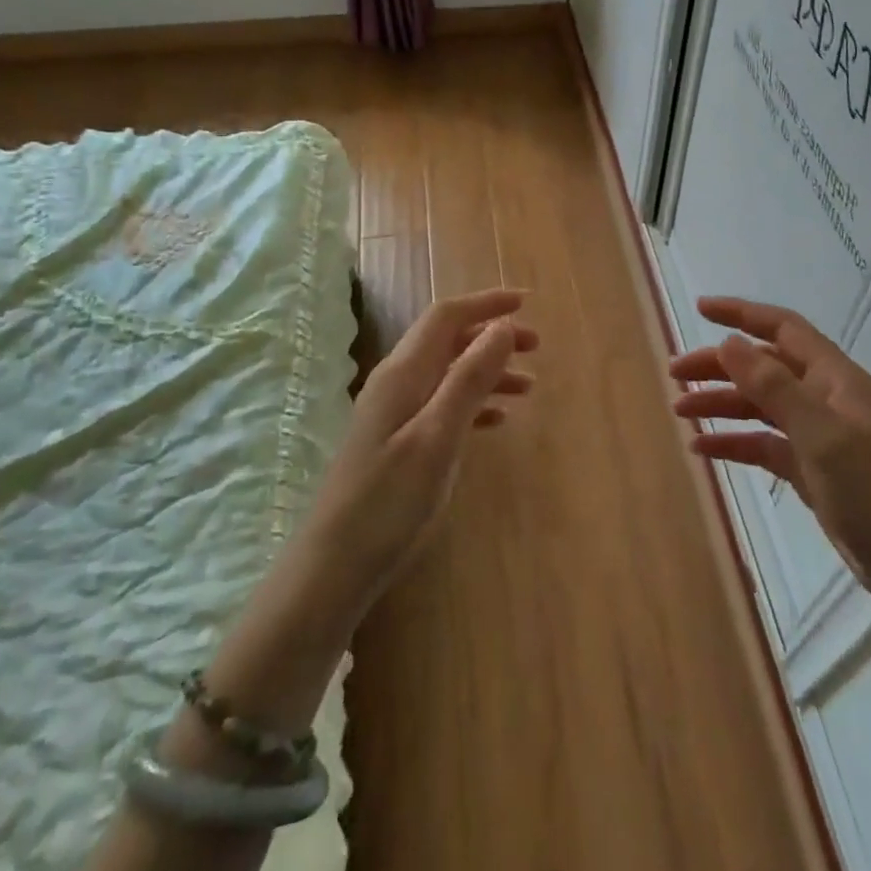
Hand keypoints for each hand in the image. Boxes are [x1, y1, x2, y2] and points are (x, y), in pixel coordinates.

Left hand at [303, 288, 537, 606]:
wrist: (334, 567)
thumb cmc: (389, 501)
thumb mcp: (438, 437)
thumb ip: (469, 379)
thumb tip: (503, 327)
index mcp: (404, 373)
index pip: (446, 316)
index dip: (485, 303)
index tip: (526, 303)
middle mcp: (397, 382)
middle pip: (449, 340)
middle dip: (493, 336)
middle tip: (536, 347)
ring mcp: (394, 412)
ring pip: (448, 372)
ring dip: (488, 370)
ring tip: (528, 387)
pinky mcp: (397, 440)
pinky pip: (442, 403)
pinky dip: (474, 401)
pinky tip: (497, 420)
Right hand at [671, 296, 870, 610]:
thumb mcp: (823, 437)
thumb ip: (775, 388)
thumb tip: (730, 341)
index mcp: (835, 379)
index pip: (783, 329)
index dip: (742, 314)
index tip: (700, 309)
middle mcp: (826, 399)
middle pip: (764, 367)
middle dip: (720, 365)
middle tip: (675, 372)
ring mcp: (819, 437)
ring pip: (760, 407)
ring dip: (722, 404)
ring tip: (680, 409)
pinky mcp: (813, 472)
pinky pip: (765, 446)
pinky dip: (735, 443)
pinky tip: (703, 449)